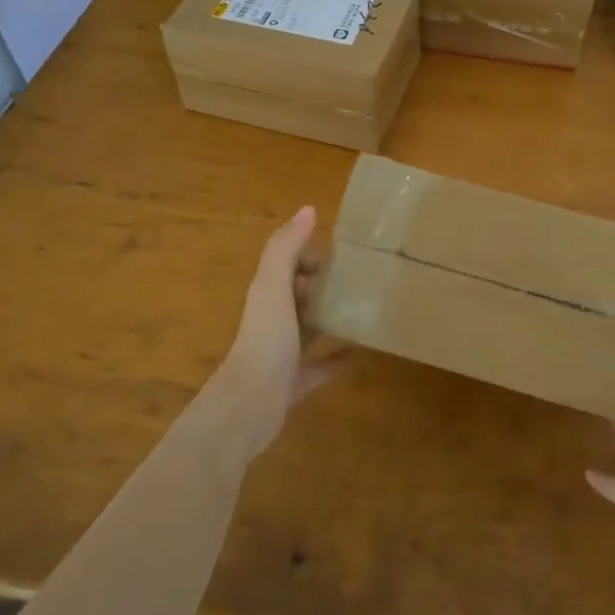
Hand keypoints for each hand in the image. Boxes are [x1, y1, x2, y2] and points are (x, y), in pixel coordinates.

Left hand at [210, 206, 341, 461]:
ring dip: (330, 318)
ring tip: (365, 307)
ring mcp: (283, 354)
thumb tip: (308, 208)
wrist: (249, 405)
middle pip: (299, 296)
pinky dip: (340, 358)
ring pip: (309, 329)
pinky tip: (364, 351)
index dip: (309, 256)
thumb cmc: (265, 338)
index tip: (343, 253)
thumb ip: (286, 247)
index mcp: (267, 295)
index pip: (288, 265)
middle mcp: (273, 321)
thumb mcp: (273, 286)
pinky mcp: (295, 383)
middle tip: (362, 277)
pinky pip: (322, 366)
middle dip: (323, 284)